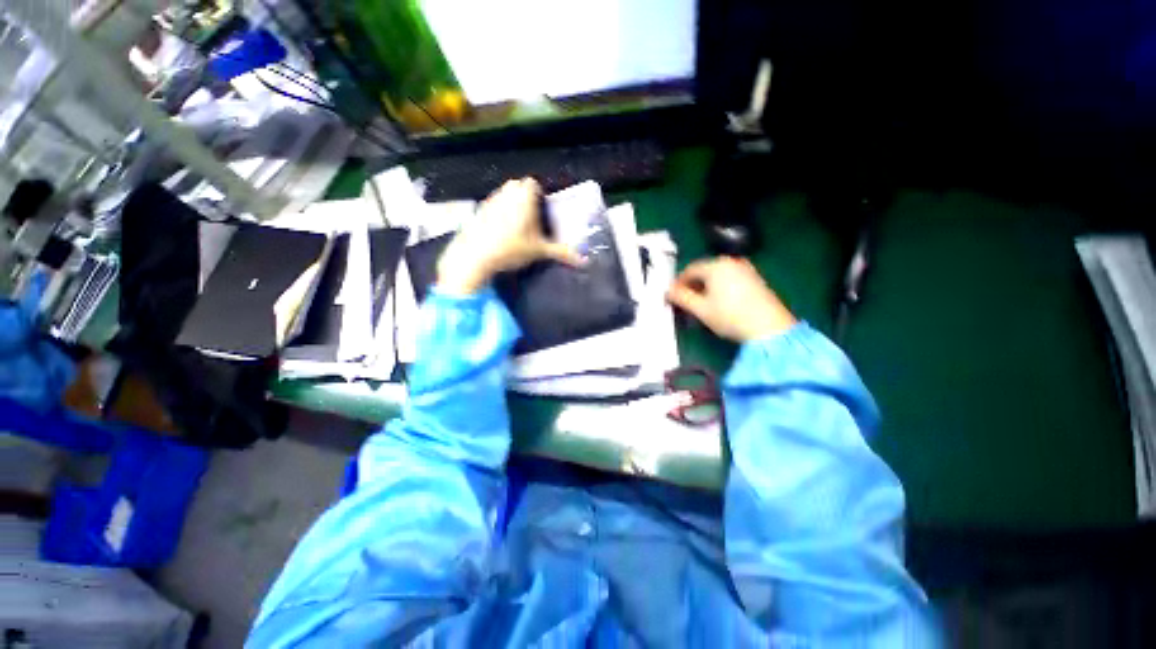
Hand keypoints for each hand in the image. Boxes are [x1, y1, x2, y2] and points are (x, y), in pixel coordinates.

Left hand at [437, 178, 581, 294]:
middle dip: (525, 198)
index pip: (533, 183)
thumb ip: (562, 253)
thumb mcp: (539, 251)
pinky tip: (501, 232)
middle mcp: (506, 193)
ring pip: (504, 195)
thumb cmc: (511, 248)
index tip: (542, 209)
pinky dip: (498, 213)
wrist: (475, 256)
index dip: (539, 193)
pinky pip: (492, 205)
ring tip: (517, 227)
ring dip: (511, 204)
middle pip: (518, 186)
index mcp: (523, 197)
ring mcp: (490, 200)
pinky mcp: (478, 211)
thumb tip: (585, 262)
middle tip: (532, 218)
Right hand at [667, 257, 796, 341]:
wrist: (770, 328)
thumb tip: (668, 291)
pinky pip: (730, 278)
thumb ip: (681, 298)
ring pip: (718, 275)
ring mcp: (746, 269)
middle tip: (685, 300)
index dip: (678, 282)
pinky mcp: (755, 279)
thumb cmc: (730, 316)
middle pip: (704, 270)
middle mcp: (731, 262)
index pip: (690, 269)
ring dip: (706, 286)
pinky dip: (720, 287)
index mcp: (715, 266)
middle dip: (692, 284)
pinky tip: (719, 302)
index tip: (673, 296)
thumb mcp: (700, 309)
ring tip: (701, 303)